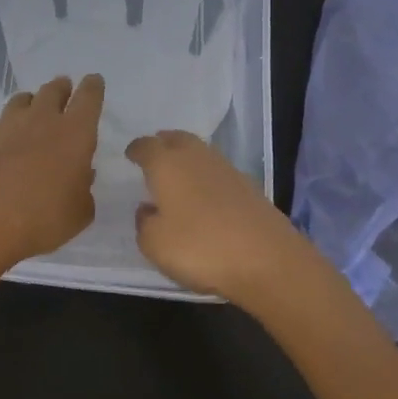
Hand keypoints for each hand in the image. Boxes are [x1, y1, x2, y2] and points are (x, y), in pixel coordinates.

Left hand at [0, 74, 103, 268]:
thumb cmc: (42, 219)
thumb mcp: (79, 213)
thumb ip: (83, 190)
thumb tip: (80, 175)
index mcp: (74, 133)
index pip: (89, 97)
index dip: (93, 87)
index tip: (93, 81)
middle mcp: (40, 119)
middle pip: (52, 90)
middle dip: (60, 88)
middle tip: (63, 91)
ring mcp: (4, 125)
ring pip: (19, 101)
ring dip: (28, 105)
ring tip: (28, 115)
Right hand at [126, 130, 317, 310]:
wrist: (267, 259)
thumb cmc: (200, 247)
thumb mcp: (155, 244)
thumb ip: (144, 223)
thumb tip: (148, 209)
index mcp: (167, 164)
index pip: (146, 146)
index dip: (136, 149)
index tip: (130, 154)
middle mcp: (196, 158)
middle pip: (177, 139)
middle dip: (164, 143)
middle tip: (155, 153)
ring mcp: (227, 170)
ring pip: (200, 152)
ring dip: (187, 157)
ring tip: (178, 173)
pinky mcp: (249, 187)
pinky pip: (218, 172)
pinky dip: (206, 177)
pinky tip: (204, 195)